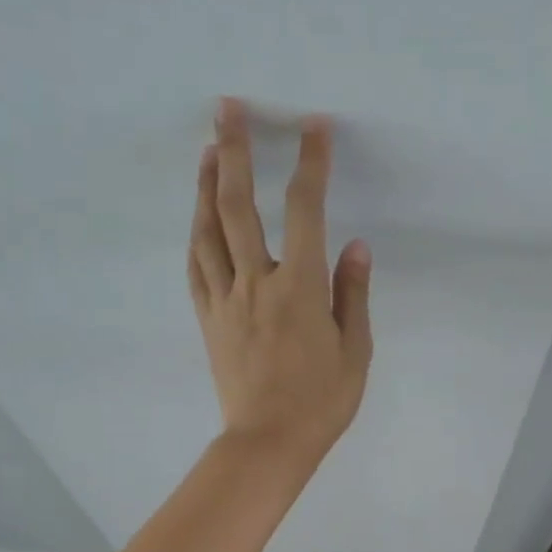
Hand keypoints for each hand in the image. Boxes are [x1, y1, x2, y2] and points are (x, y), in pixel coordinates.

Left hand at [188, 99, 372, 465]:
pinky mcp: (208, 320)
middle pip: (238, 204)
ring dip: (205, 185)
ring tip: (206, 150)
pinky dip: (195, 235)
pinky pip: (195, 268)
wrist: (268, 443)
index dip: (310, 163)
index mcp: (300, 287)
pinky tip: (196, 217)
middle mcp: (257, 282)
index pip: (305, 209)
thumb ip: (353, 294)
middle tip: (228, 109)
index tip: (313, 126)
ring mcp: (225, 300)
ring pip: (207, 230)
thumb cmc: (322, 402)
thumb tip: (355, 246)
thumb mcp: (356, 351)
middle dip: (233, 150)